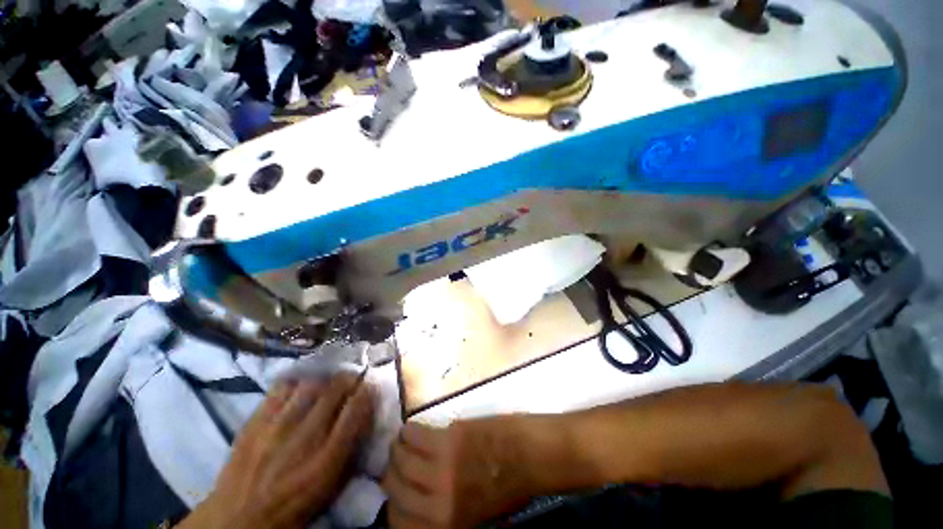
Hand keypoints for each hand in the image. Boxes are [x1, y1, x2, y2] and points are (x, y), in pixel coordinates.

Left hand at [180, 373, 374, 528]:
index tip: (372, 384)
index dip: (369, 389)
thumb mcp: (332, 485)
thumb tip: (366, 411)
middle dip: (350, 378)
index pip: (357, 408)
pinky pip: (283, 387)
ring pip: (312, 383)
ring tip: (327, 383)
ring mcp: (277, 426)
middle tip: (352, 379)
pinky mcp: (255, 421)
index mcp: (328, 459)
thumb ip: (352, 446)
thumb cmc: (294, 505)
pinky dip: (297, 383)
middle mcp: (305, 437)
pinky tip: (300, 388)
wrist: (239, 518)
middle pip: (336, 388)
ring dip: (326, 379)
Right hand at [382, 419, 530, 528]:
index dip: (394, 502)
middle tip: (399, 459)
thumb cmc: (507, 487)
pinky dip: (408, 430)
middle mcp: (436, 503)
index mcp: (445, 526)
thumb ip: (441, 513)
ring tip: (405, 441)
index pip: (397, 522)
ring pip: (399, 457)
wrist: (529, 455)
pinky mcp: (447, 439)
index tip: (398, 487)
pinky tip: (413, 429)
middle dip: (392, 473)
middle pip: (393, 486)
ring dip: (398, 448)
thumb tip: (415, 499)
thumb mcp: (472, 517)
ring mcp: (440, 468)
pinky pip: (413, 433)